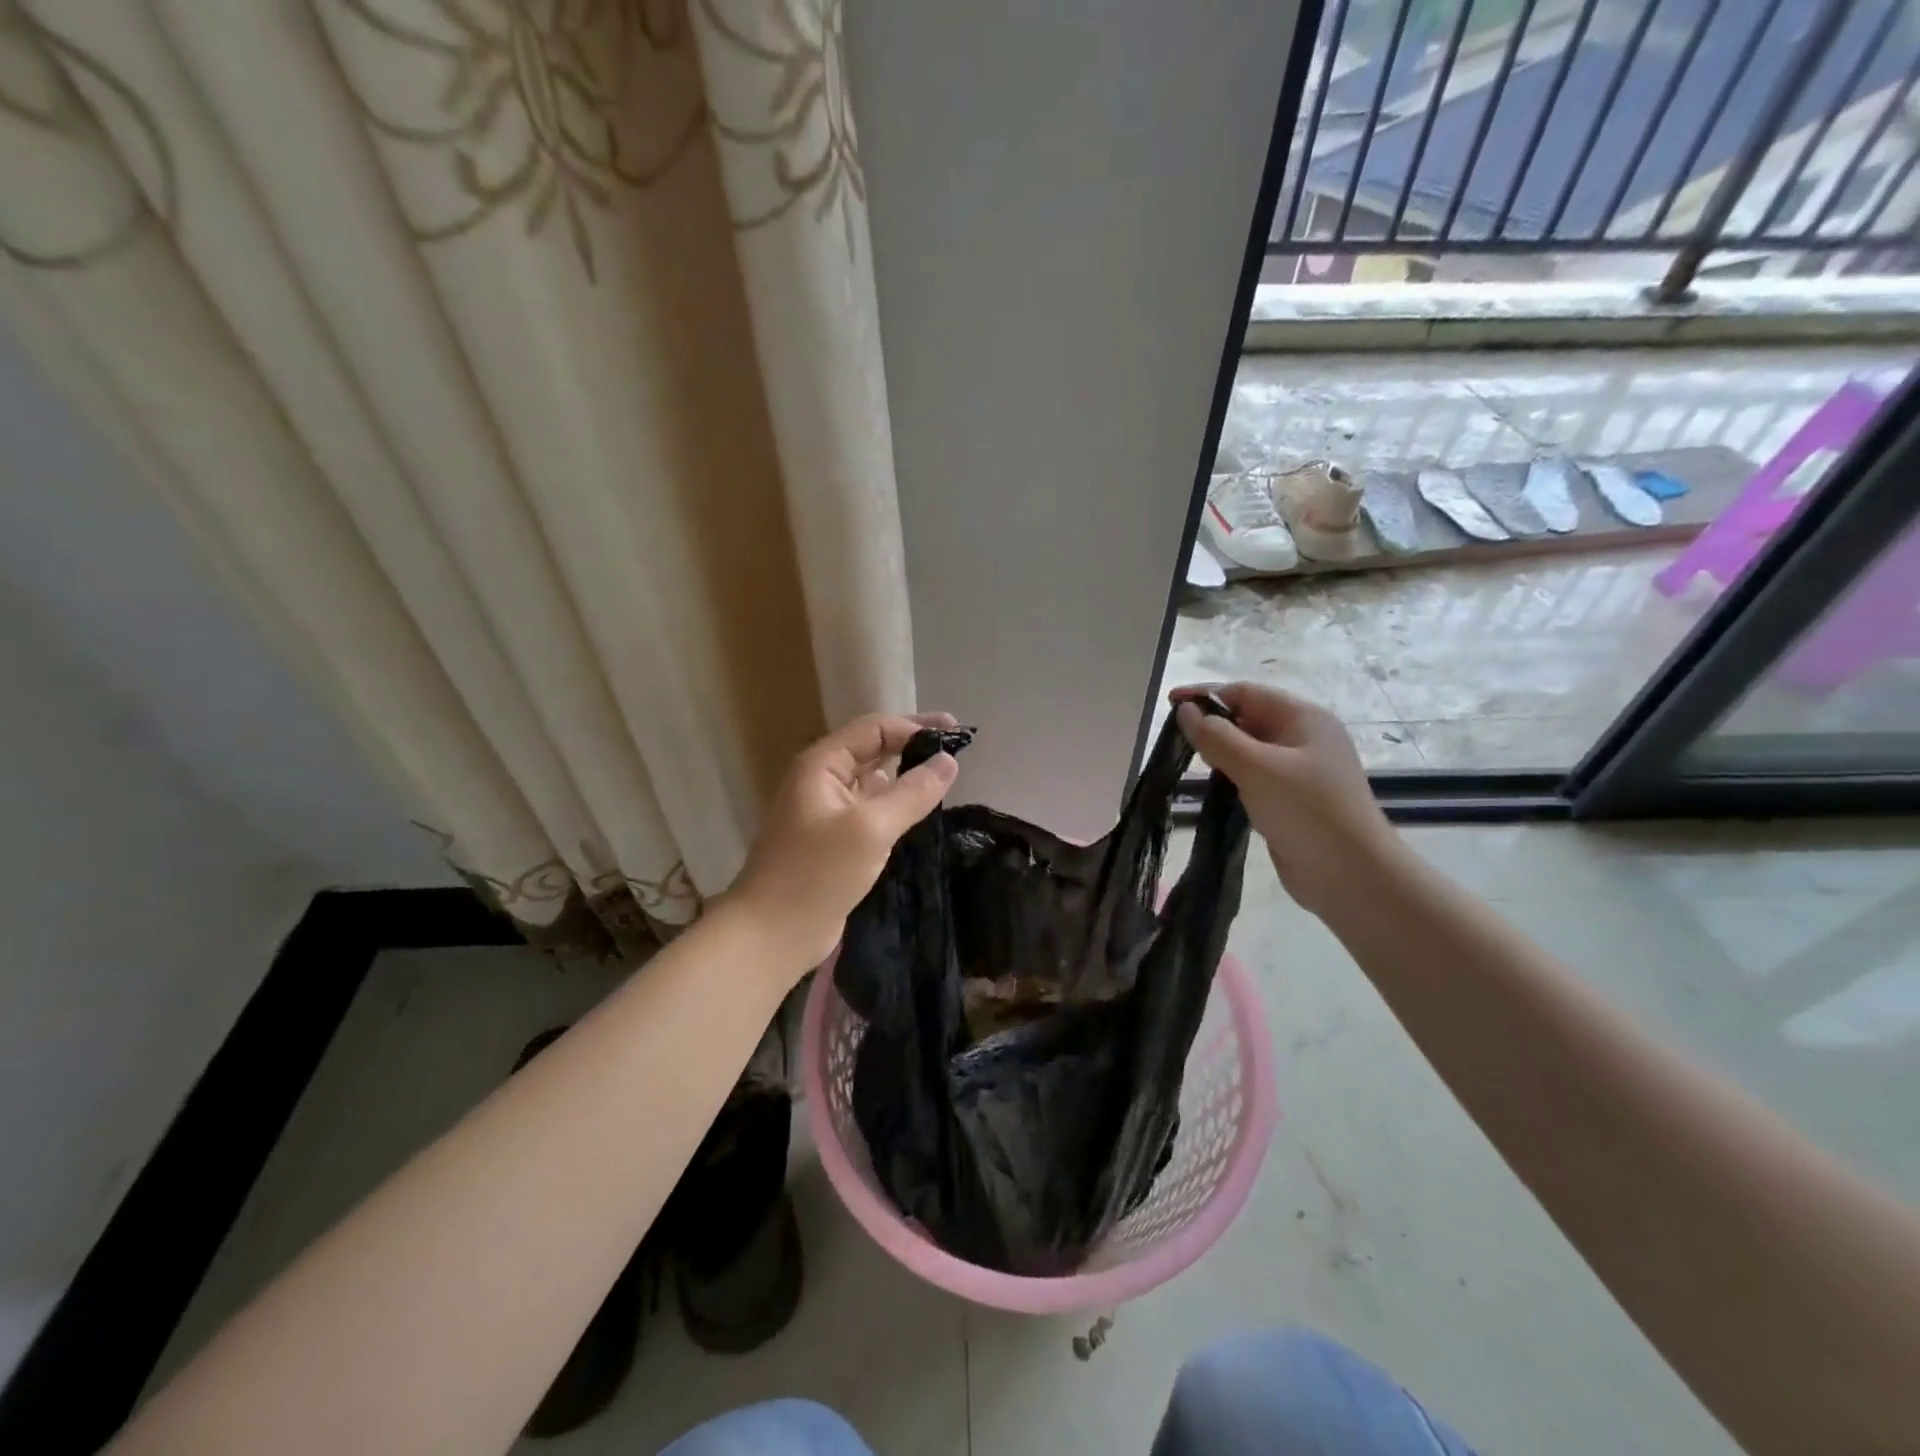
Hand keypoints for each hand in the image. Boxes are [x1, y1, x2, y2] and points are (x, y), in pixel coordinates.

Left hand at [727, 712, 961, 970]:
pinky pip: (873, 812)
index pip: (875, 729)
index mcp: (822, 765)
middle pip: (874, 750)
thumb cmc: (817, 873)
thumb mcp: (870, 828)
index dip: (915, 726)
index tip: (956, 732)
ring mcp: (828, 812)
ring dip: (907, 777)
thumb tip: (948, 761)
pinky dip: (897, 807)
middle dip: (913, 745)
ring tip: (946, 780)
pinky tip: (922, 814)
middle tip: (958, 748)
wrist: (772, 934)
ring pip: (875, 783)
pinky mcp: (836, 842)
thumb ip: (912, 792)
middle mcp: (823, 781)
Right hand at [1172, 683, 1398, 915]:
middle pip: (1249, 718)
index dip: (1207, 695)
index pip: (1247, 693)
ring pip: (1251, 750)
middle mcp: (1305, 739)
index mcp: (1305, 718)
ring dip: (1221, 753)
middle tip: (1177, 740)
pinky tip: (1215, 789)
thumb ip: (1217, 737)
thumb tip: (1185, 710)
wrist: (1351, 876)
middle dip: (1213, 724)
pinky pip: (1255, 777)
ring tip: (1190, 763)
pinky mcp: (1293, 801)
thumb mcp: (1257, 767)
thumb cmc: (1307, 811)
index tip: (1169, 705)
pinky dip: (1233, 777)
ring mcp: (1301, 772)